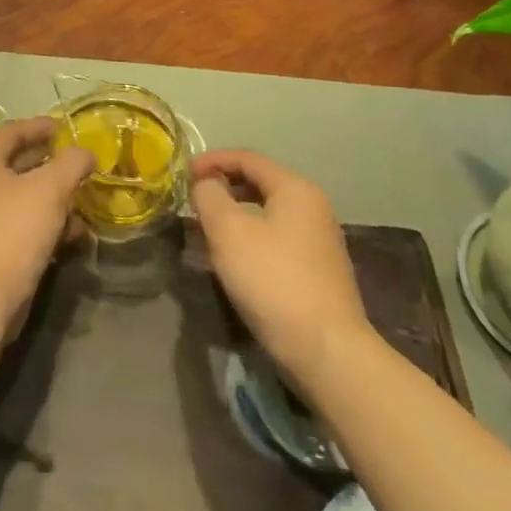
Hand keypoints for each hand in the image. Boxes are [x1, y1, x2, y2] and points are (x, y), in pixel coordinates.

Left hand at [0, 116, 93, 338]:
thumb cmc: (14, 230)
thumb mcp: (49, 188)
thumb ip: (72, 163)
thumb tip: (86, 153)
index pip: (14, 130)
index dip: (41, 126)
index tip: (67, 127)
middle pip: (21, 162)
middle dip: (54, 161)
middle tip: (82, 159)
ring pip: (28, 195)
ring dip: (57, 195)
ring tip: (87, 195)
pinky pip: (29, 223)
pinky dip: (52, 222)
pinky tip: (78, 231)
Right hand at [190, 150, 370, 376]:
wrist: (327, 352)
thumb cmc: (273, 281)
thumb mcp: (228, 231)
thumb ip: (210, 196)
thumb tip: (206, 183)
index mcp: (295, 189)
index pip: (247, 158)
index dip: (212, 160)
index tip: (183, 174)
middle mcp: (313, 207)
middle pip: (261, 181)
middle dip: (224, 184)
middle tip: (194, 197)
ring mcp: (320, 240)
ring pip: (269, 211)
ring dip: (236, 211)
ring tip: (209, 225)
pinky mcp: (319, 271)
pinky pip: (278, 236)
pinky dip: (252, 234)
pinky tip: (236, 255)